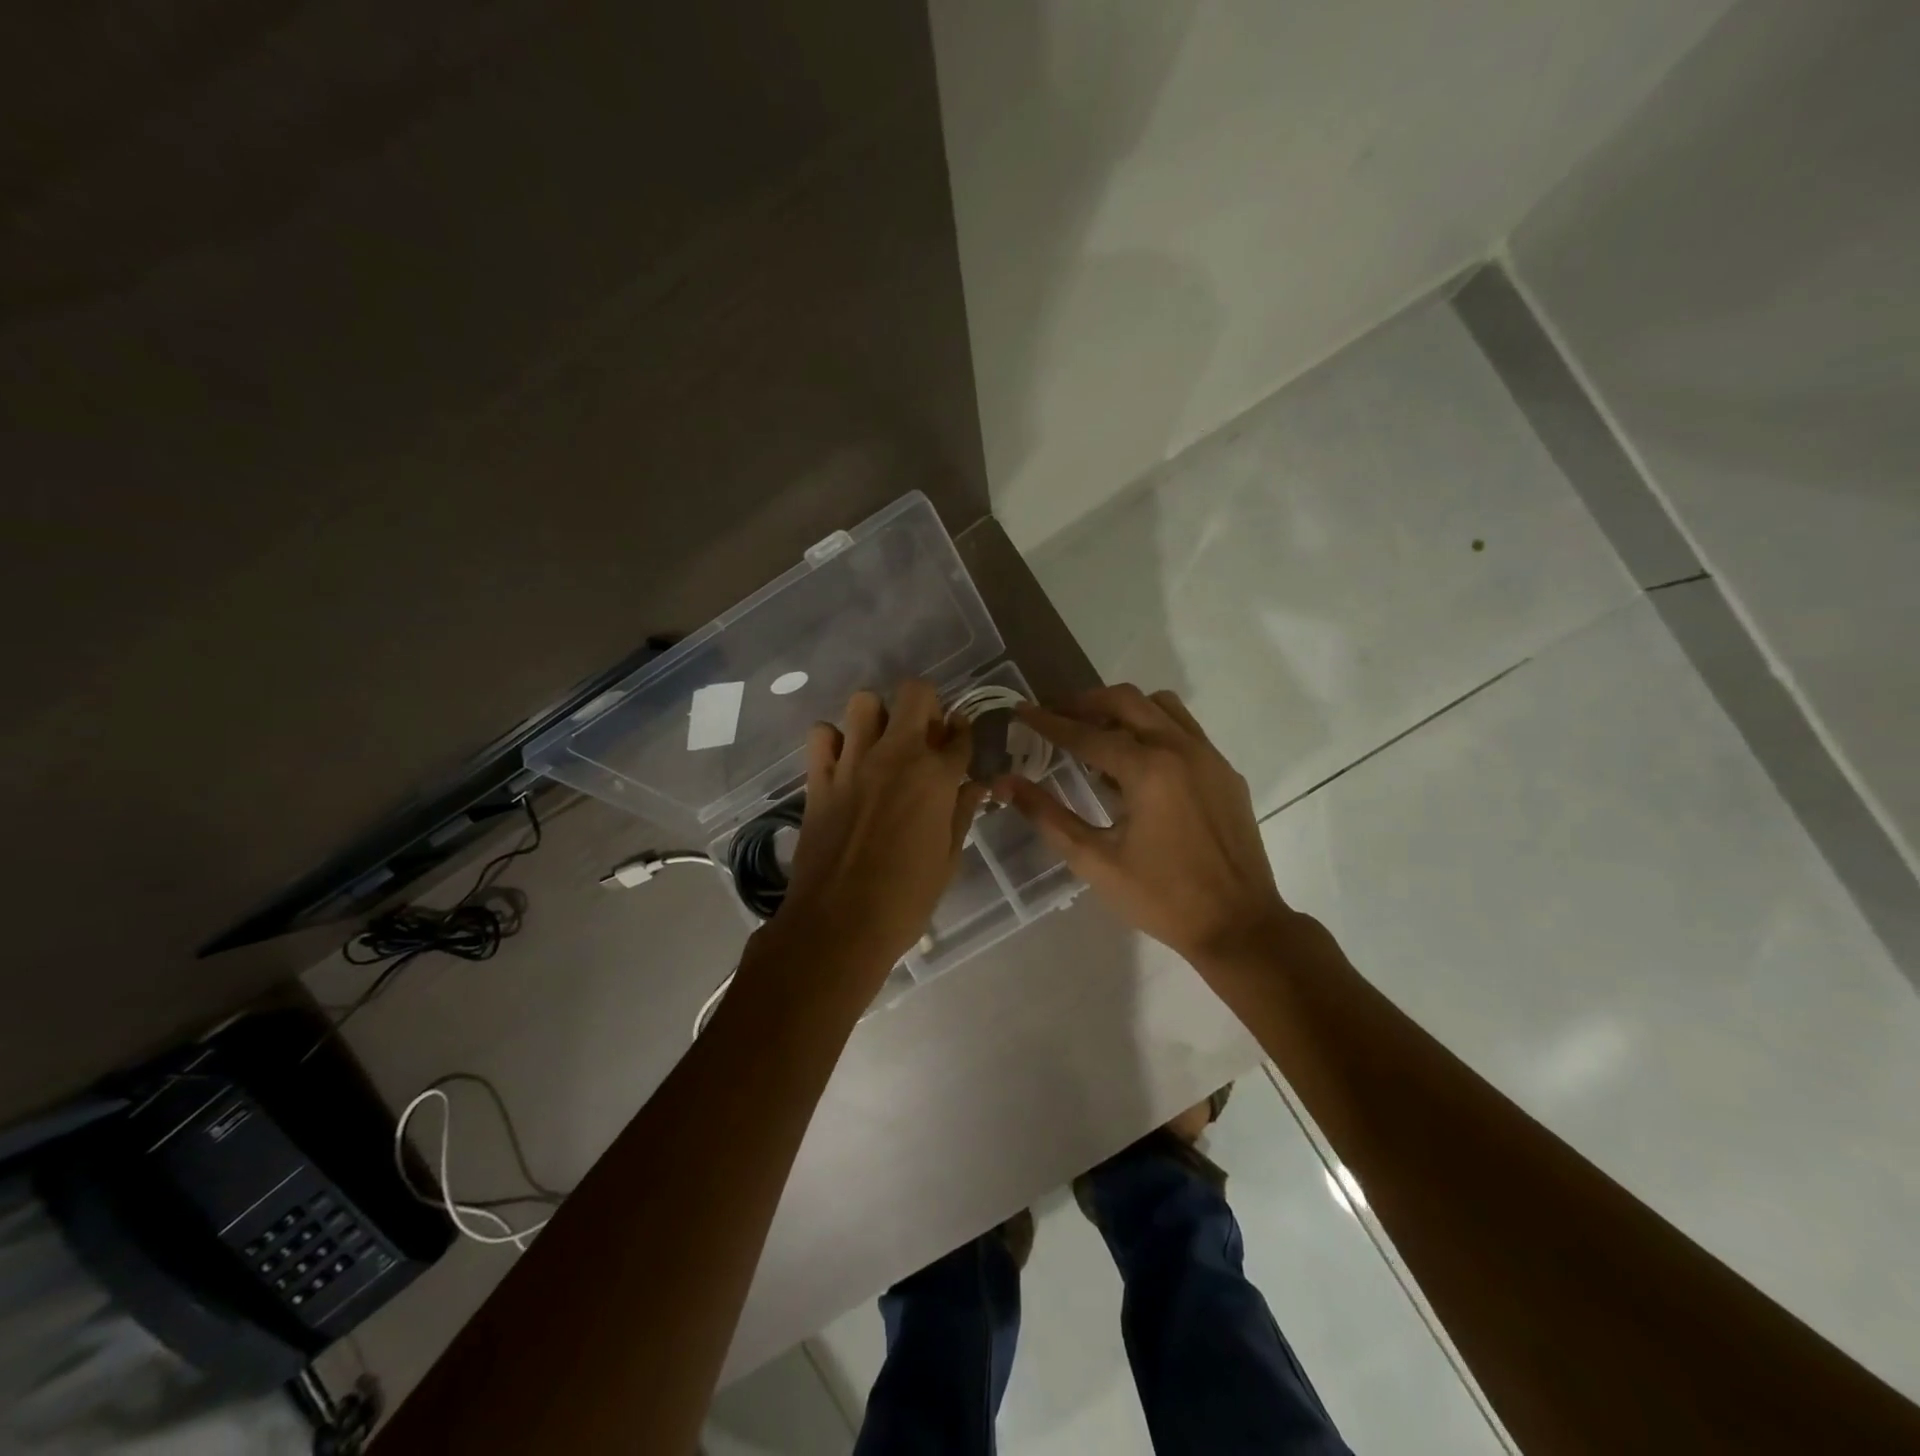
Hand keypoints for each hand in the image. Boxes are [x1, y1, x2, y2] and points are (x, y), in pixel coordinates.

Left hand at [772, 680, 986, 975]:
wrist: (839, 924)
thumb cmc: (906, 899)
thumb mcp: (948, 859)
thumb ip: (961, 813)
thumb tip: (975, 785)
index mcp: (937, 778)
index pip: (960, 733)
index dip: (964, 732)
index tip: (960, 739)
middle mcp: (897, 756)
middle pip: (915, 694)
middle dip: (925, 706)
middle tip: (924, 735)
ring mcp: (853, 763)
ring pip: (864, 702)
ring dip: (877, 716)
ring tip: (880, 743)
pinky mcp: (819, 778)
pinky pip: (821, 734)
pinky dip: (833, 739)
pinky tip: (843, 761)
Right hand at [995, 684, 1290, 967]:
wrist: (1238, 925)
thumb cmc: (1161, 898)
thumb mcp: (1095, 861)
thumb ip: (1048, 816)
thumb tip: (1006, 783)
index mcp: (1147, 769)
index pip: (1086, 733)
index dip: (1048, 721)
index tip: (1021, 710)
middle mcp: (1180, 749)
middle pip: (1126, 700)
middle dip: (1085, 703)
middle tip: (1055, 716)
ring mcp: (1209, 756)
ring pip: (1160, 706)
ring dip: (1123, 709)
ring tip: (1097, 733)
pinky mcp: (1225, 772)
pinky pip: (1185, 729)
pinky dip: (1154, 728)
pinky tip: (1138, 763)